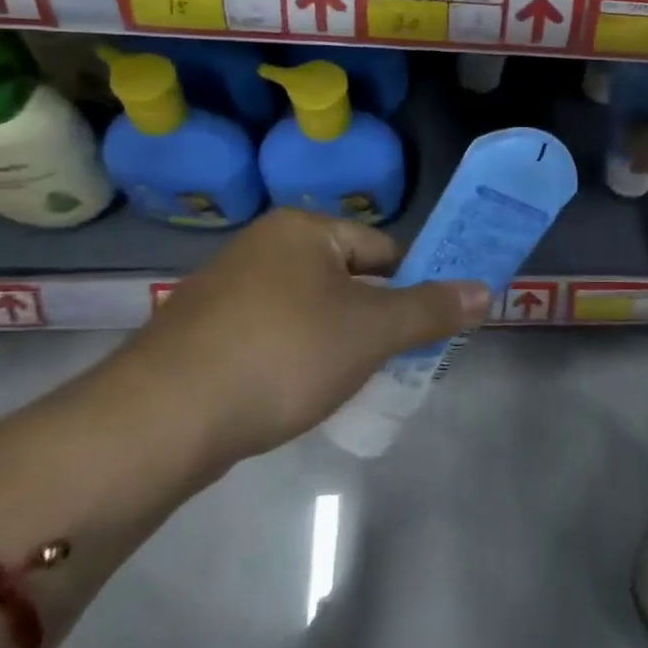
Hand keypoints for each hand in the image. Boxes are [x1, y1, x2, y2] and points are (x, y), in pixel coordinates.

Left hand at [111, 209, 488, 484]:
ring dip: (333, 340)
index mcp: (303, 228)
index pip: (383, 248)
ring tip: (345, 383)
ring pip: (306, 309)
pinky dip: (291, 357)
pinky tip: (292, 393)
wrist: (161, 419)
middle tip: (389, 361)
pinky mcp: (200, 331)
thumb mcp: (370, 332)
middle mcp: (262, 245)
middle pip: (344, 277)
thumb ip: (431, 310)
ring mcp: (225, 287)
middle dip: (371, 319)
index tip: (424, 329)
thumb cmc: (282, 355)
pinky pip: (269, 333)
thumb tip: (486, 291)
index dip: (412, 286)